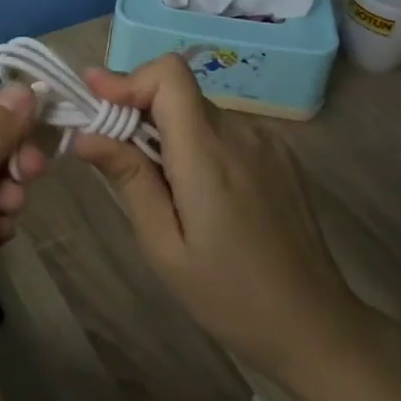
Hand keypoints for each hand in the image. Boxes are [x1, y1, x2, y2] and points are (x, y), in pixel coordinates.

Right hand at [71, 54, 381, 389]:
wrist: (316, 327)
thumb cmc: (230, 296)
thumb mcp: (164, 246)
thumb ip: (128, 179)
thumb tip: (84, 134)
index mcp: (208, 153)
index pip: (169, 74)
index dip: (129, 79)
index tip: (97, 102)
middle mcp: (241, 133)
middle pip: (178, 92)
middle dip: (139, 111)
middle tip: (115, 155)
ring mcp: (267, 141)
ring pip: (200, 111)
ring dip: (169, 131)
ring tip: (164, 187)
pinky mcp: (282, 155)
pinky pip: (226, 130)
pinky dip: (200, 143)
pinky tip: (204, 194)